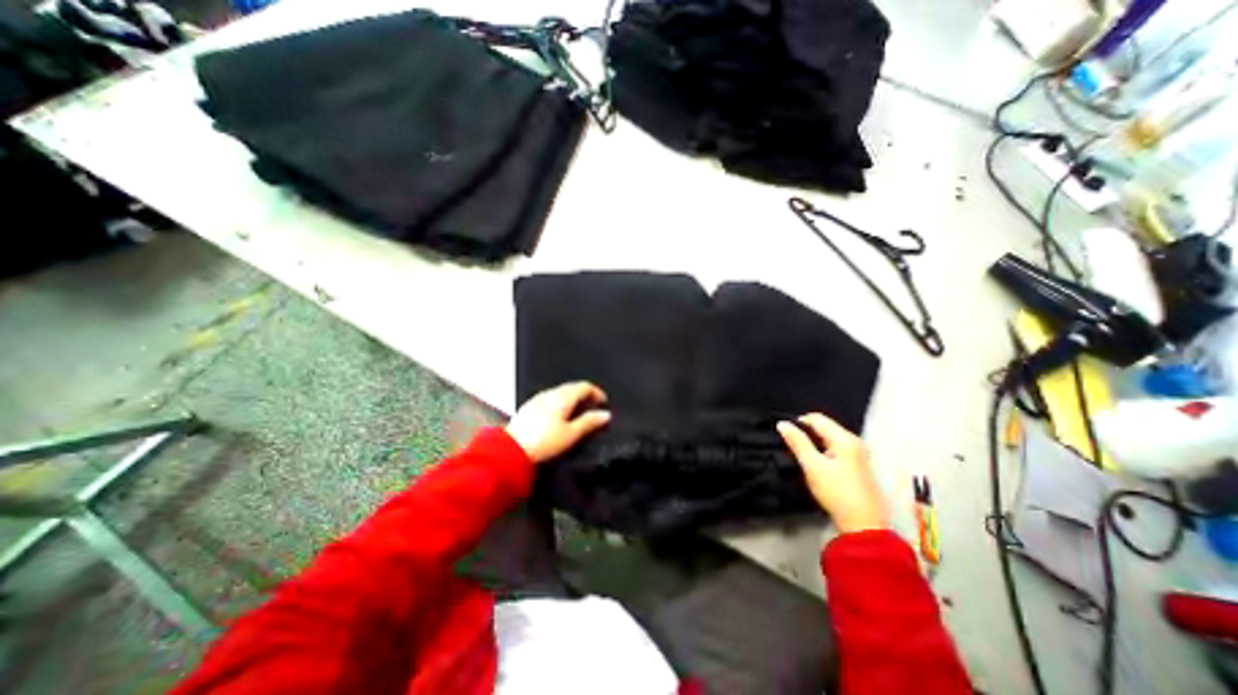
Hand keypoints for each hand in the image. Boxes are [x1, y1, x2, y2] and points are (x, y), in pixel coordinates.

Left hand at [505, 382, 609, 463]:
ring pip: (560, 392)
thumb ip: (589, 422)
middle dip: (584, 394)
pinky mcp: (529, 406)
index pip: (584, 386)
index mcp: (563, 397)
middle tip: (593, 406)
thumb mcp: (571, 434)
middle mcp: (550, 393)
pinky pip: (550, 398)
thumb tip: (606, 414)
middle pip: (571, 387)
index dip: (596, 392)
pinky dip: (560, 402)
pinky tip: (559, 414)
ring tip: (578, 411)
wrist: (511, 450)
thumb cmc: (545, 442)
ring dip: (572, 397)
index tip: (603, 402)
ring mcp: (538, 398)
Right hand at [770, 416, 890, 533]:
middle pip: (824, 427)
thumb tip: (782, 424)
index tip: (785, 435)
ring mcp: (858, 453)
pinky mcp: (857, 465)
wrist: (863, 525)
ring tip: (800, 454)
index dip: (798, 422)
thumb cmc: (836, 492)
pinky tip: (815, 463)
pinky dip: (822, 451)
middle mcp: (854, 441)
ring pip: (829, 438)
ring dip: (813, 443)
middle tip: (791, 445)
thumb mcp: (812, 465)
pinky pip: (835, 448)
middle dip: (806, 433)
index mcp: (845, 438)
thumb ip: (797, 442)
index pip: (817, 419)